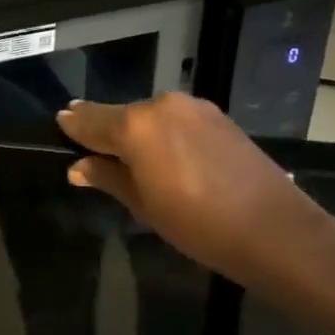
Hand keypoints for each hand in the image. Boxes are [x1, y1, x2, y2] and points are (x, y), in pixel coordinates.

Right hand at [57, 93, 330, 282]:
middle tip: (96, 153)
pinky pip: (176, 119)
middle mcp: (160, 104)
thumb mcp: (144, 206)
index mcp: (135, 125)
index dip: (73, 125)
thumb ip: (108, 177)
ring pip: (150, 115)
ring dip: (139, 132)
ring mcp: (192, 106)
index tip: (60, 125)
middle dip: (107, 131)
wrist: (274, 229)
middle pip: (121, 115)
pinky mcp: (217, 115)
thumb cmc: (198, 224)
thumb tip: (78, 167)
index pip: (90, 119)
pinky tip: (172, 158)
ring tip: (137, 161)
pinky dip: (165, 133)